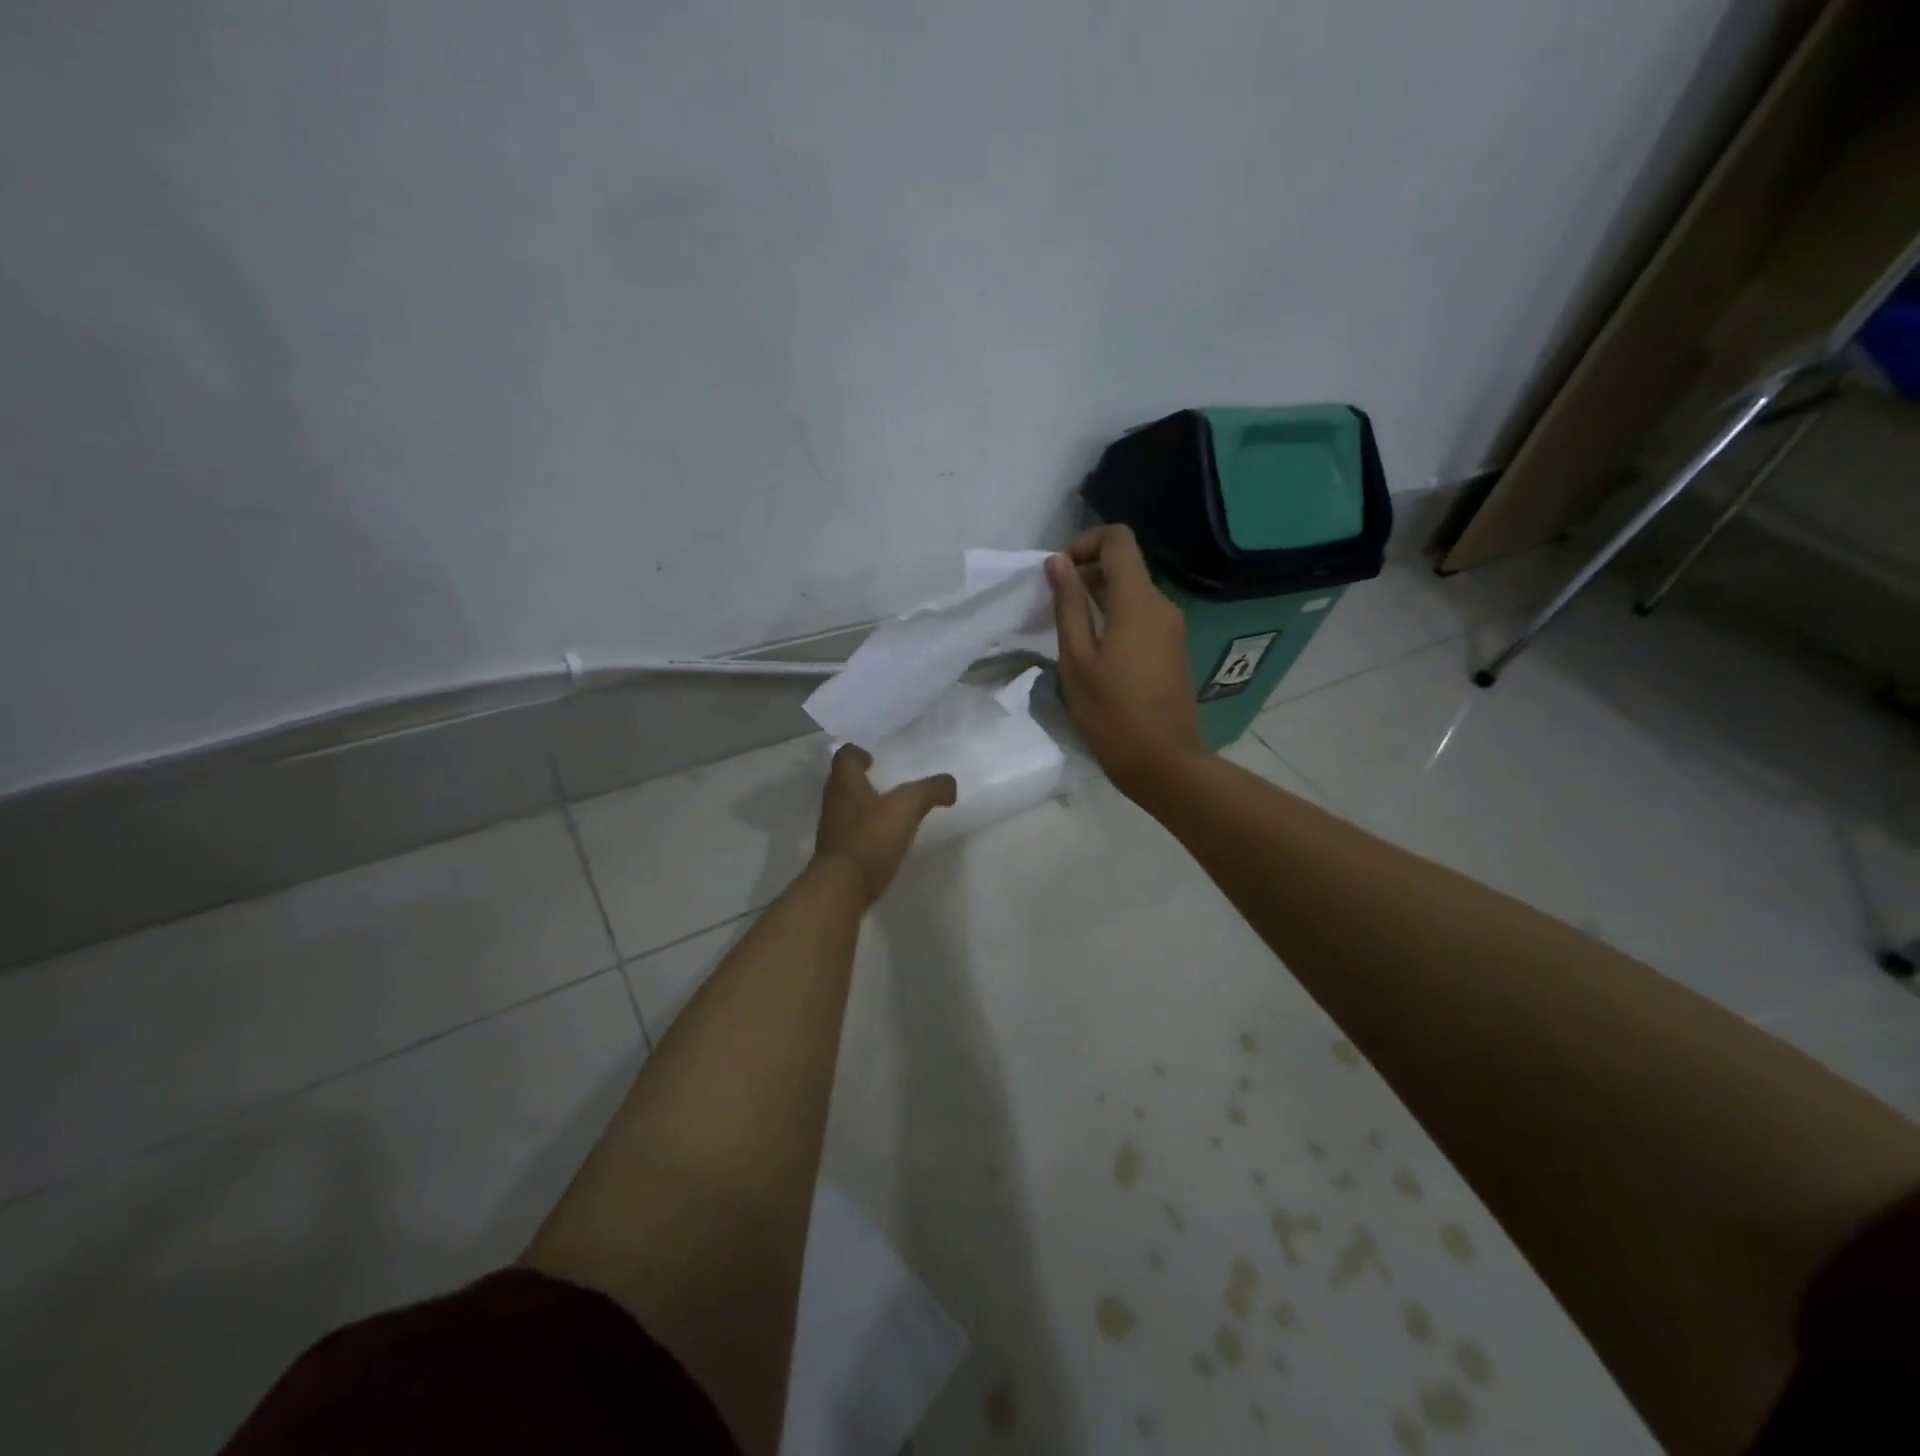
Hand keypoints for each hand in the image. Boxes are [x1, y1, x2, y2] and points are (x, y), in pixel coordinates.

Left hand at [811, 745, 956, 903]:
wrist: (841, 888)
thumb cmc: (870, 838)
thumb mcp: (907, 807)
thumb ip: (930, 790)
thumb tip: (949, 784)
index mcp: (845, 784)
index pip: (844, 756)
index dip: (858, 752)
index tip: (874, 759)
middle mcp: (834, 803)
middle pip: (843, 781)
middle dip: (861, 779)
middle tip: (885, 782)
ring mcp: (832, 830)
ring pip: (846, 808)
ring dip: (863, 806)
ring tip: (889, 811)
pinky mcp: (837, 855)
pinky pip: (851, 834)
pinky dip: (865, 831)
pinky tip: (885, 840)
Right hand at [1047, 525, 1204, 795]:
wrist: (1164, 762)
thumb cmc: (1112, 713)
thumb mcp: (1077, 659)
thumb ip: (1068, 605)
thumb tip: (1057, 562)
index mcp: (1138, 601)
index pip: (1118, 539)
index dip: (1085, 542)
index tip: (1057, 571)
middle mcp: (1161, 605)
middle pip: (1124, 566)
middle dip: (1085, 573)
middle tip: (1050, 605)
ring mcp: (1171, 628)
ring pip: (1131, 593)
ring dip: (1097, 599)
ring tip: (1065, 630)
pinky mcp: (1172, 649)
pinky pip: (1140, 617)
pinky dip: (1114, 619)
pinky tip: (1092, 651)